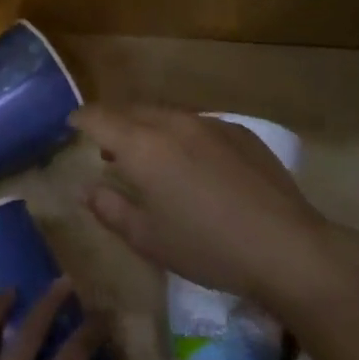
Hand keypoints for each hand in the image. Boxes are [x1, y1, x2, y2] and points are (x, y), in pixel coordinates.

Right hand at [74, 104, 358, 307]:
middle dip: (113, 122)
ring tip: (148, 154)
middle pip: (131, 111)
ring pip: (165, 114)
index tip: (72, 125)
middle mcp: (173, 123)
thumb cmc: (207, 248)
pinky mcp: (239, 131)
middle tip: (106, 146)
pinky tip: (193, 164)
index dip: (81, 119)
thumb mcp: (148, 239)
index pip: (99, 118)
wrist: (286, 247)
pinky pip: (197, 124)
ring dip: (148, 128)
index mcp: (143, 146)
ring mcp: (210, 123)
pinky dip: (181, 135)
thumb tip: (88, 190)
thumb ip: (111, 210)